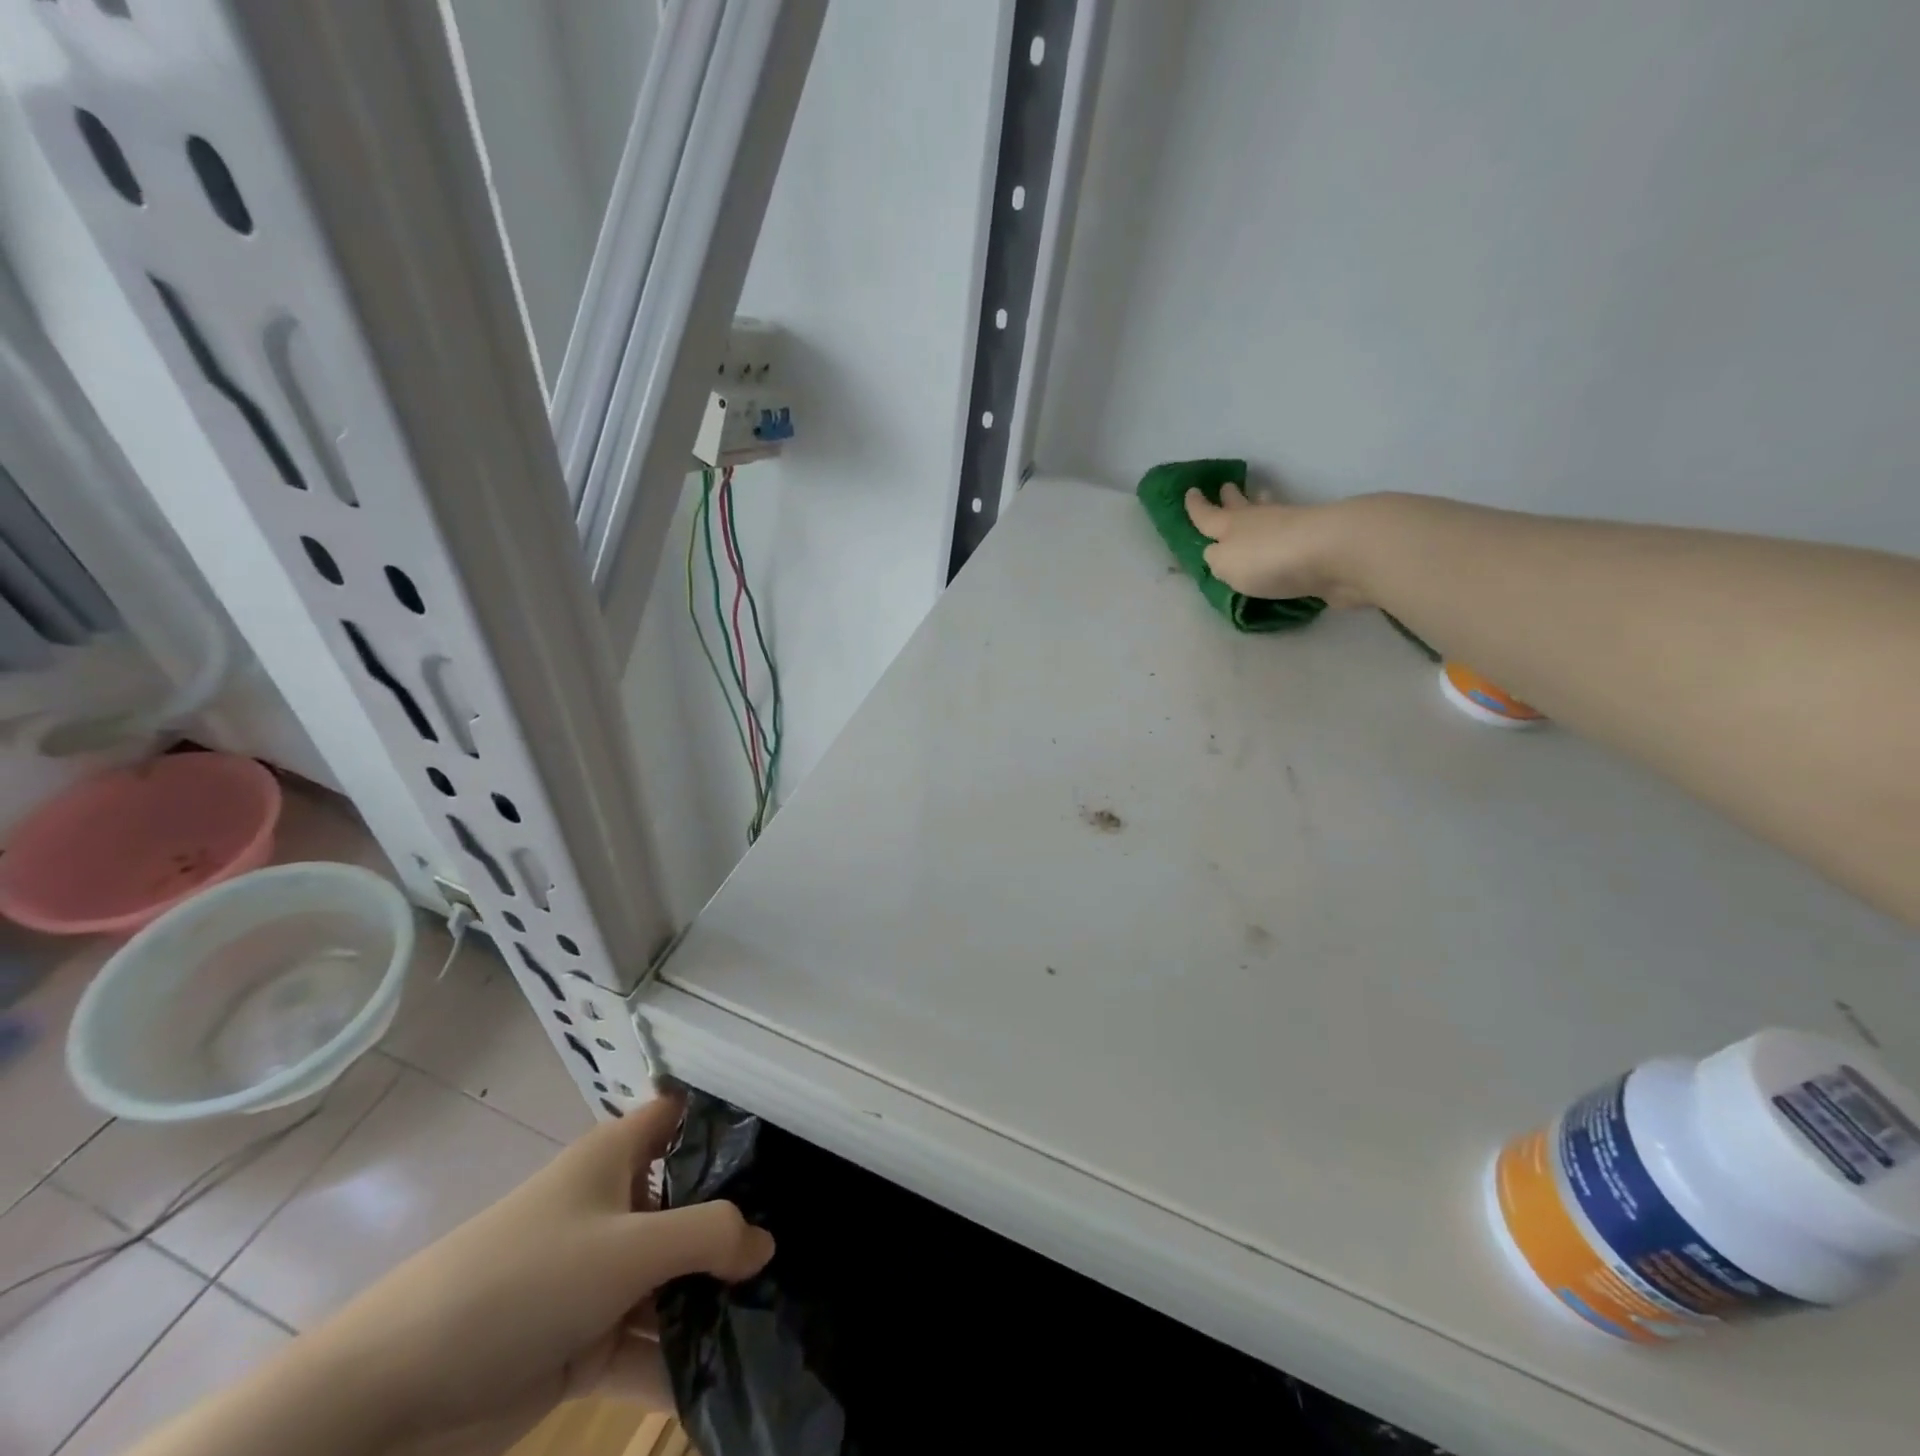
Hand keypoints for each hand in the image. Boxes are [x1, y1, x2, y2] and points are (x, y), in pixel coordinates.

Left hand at [314, 1095, 771, 1443]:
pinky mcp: (585, 1342)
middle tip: (801, 1243)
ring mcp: (600, 1277)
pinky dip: (682, 1360)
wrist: (389, 1399)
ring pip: (674, 1278)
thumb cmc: (522, 1282)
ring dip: (715, 1301)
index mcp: (618, 1158)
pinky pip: (648, 1343)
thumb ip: (708, 1237)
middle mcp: (615, 1207)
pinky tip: (733, 1378)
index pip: (682, 1118)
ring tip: (783, 1316)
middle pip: (689, 1203)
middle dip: (737, 1225)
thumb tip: (766, 1242)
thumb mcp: (627, 1249)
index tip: (783, 1144)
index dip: (726, 1122)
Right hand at [1184, 484, 1376, 606]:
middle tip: (1227, 487)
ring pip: (1269, 513)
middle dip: (1231, 498)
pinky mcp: (1317, 542)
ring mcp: (1292, 527)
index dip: (1196, 506)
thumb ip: (1217, 559)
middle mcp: (1260, 521)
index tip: (1190, 491)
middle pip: (1241, 507)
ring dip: (1261, 505)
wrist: (1334, 553)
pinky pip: (1291, 533)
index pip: (1207, 515)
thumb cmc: (1269, 558)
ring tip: (1259, 496)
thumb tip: (1217, 553)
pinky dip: (1283, 529)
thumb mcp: (1226, 563)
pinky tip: (1284, 533)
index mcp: (1232, 525)